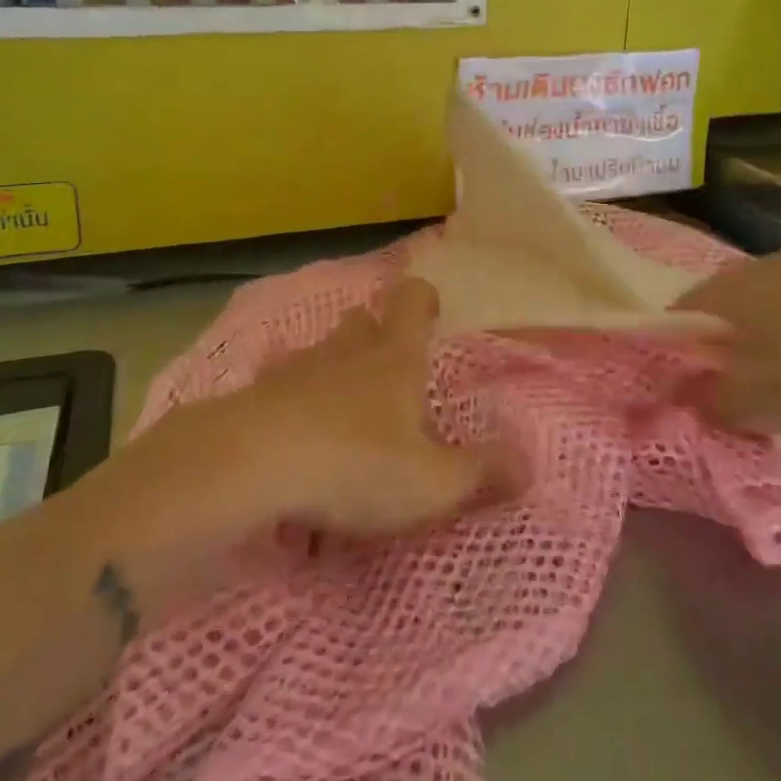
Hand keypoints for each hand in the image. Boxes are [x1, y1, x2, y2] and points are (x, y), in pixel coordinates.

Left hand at [132, 277, 498, 541]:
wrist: (252, 466)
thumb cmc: (356, 464)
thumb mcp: (433, 482)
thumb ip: (482, 473)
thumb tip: (529, 463)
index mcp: (395, 361)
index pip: (411, 304)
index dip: (423, 298)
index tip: (430, 308)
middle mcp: (346, 354)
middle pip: (360, 320)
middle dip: (373, 332)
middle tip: (386, 365)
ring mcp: (295, 371)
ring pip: (317, 352)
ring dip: (329, 367)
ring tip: (337, 407)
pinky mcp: (253, 398)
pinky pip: (274, 389)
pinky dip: (285, 402)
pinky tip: (287, 434)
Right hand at [672, 248, 780, 435]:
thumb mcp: (751, 405)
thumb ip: (708, 402)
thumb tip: (692, 397)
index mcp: (726, 288)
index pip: (679, 312)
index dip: (677, 348)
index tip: (688, 381)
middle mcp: (760, 264)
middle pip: (726, 304)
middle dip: (726, 340)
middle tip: (737, 381)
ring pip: (771, 300)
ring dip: (770, 332)